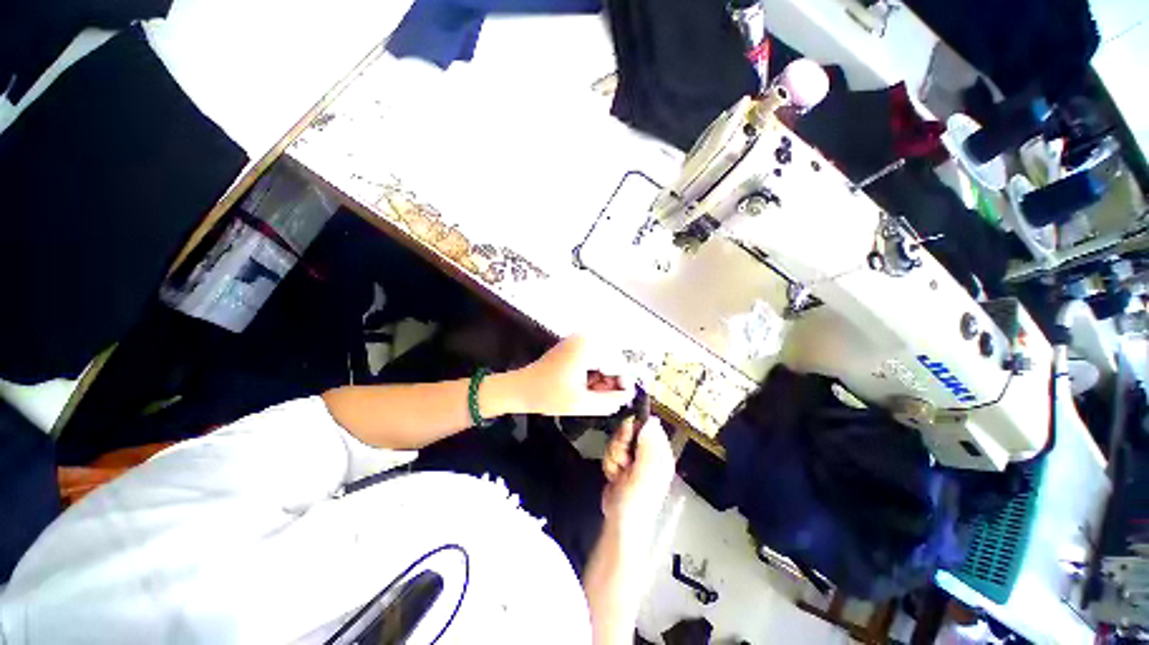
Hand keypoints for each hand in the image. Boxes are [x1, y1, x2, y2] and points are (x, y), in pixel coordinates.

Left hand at [512, 335, 634, 415]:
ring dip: (602, 378)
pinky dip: (593, 373)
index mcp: (589, 347)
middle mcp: (586, 337)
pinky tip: (584, 386)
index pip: (620, 363)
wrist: (520, 388)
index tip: (618, 400)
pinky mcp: (574, 345)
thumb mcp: (582, 403)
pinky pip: (594, 358)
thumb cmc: (548, 395)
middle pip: (613, 360)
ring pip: (605, 360)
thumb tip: (628, 396)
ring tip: (589, 393)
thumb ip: (611, 401)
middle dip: (611, 381)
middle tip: (600, 398)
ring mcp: (579, 339)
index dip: (623, 384)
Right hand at [602, 417, 674, 534]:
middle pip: (628, 430)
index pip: (647, 424)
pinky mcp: (621, 462)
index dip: (634, 428)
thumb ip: (648, 446)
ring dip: (613, 456)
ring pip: (617, 439)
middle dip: (620, 444)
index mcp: (660, 453)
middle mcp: (648, 452)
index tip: (626, 438)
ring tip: (619, 473)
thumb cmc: (637, 501)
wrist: (620, 523)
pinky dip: (609, 463)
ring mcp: (633, 457)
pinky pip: (610, 450)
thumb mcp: (645, 473)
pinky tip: (614, 476)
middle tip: (623, 461)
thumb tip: (651, 420)